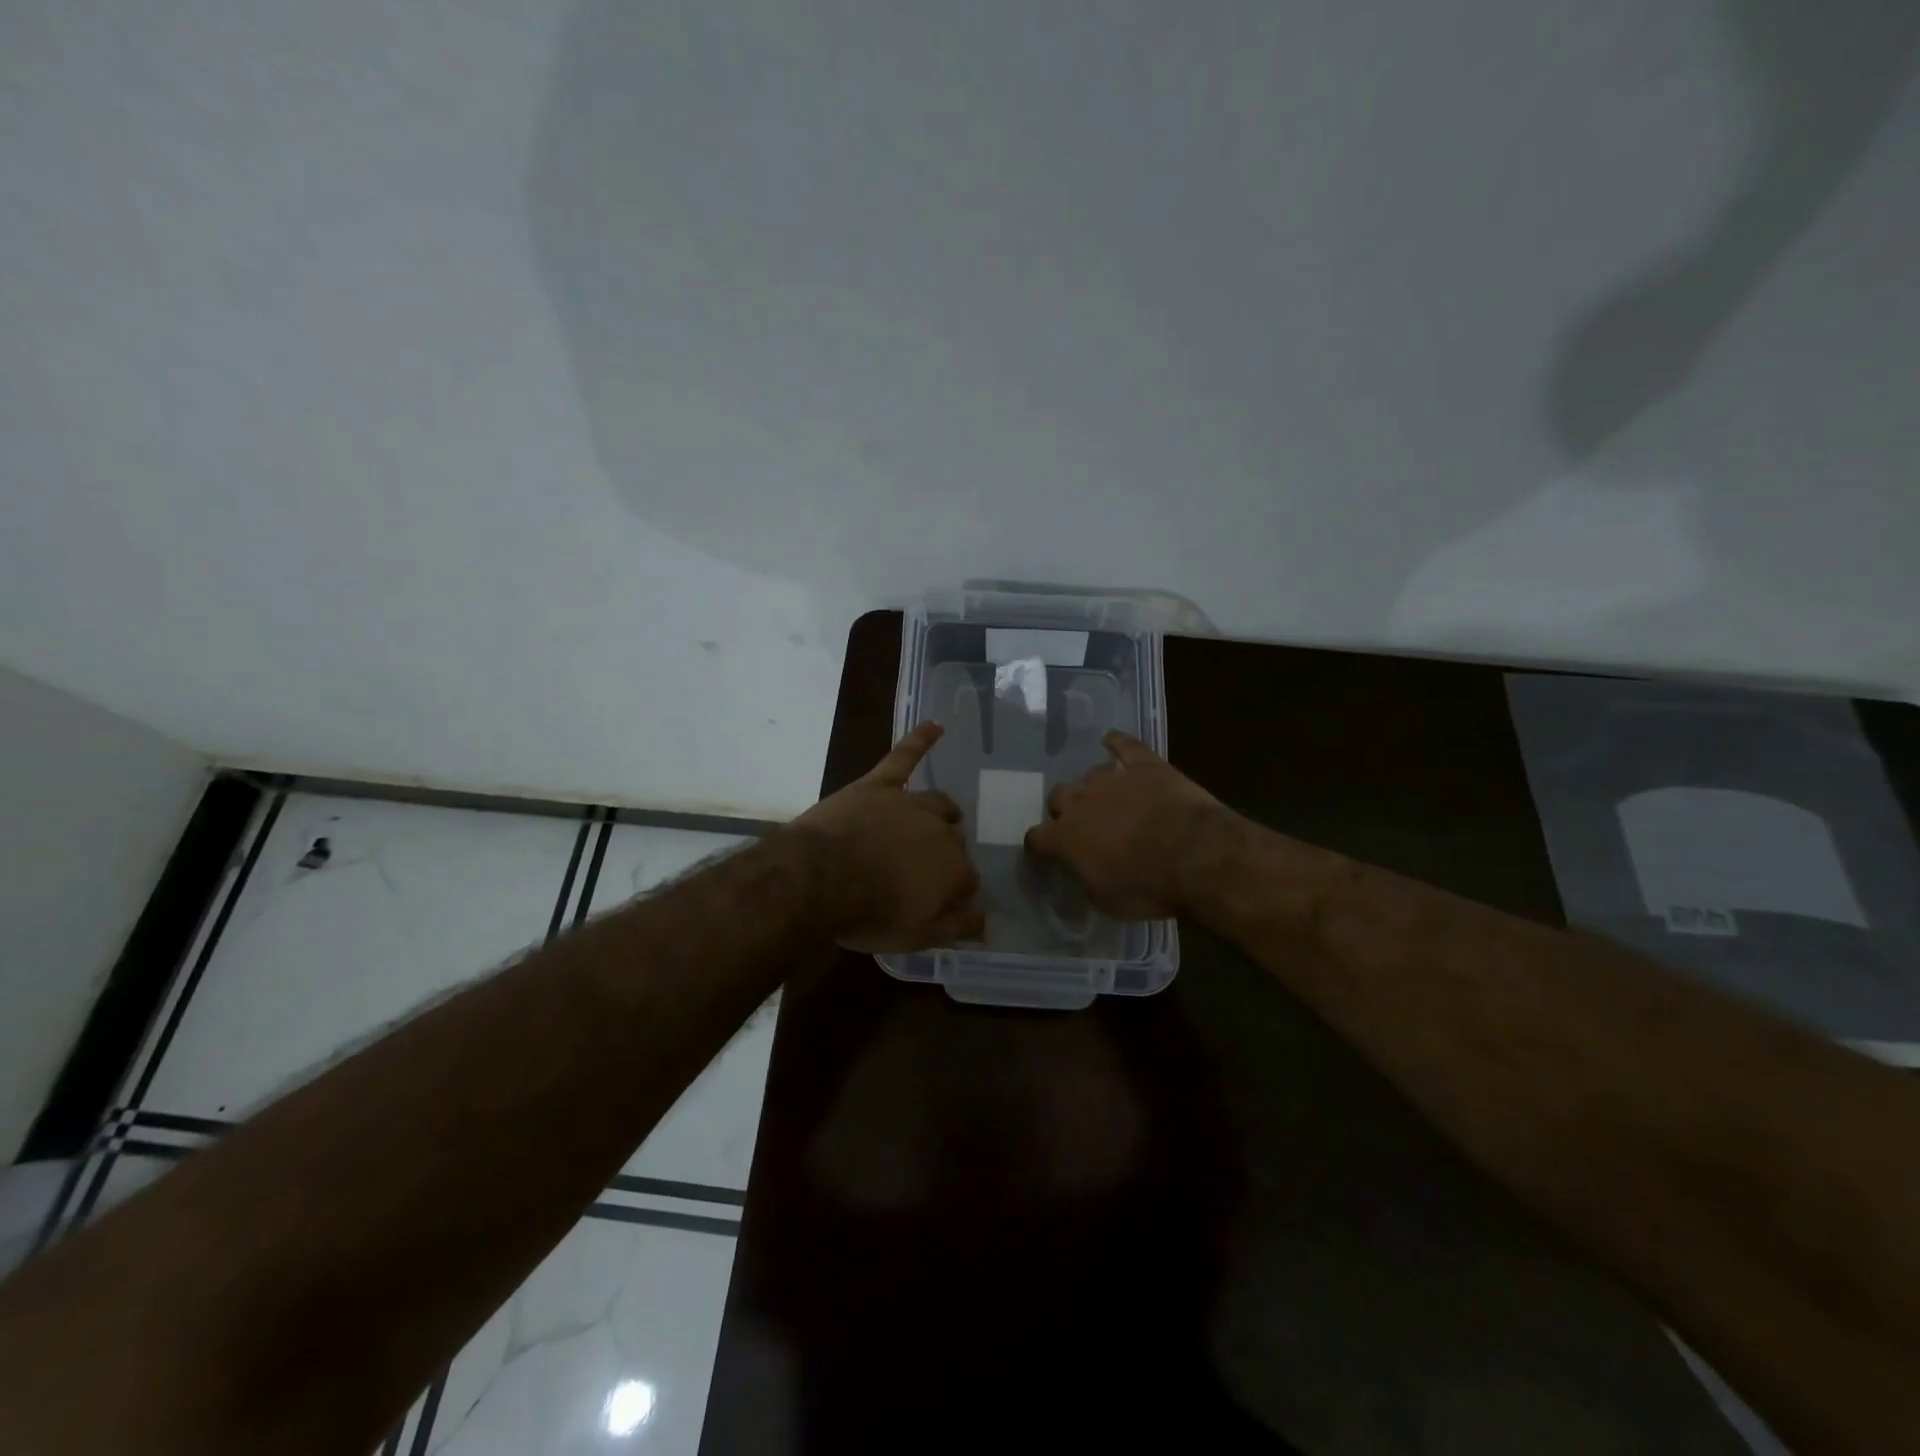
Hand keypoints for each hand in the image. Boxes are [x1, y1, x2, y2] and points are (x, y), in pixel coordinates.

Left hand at [794, 722, 983, 952]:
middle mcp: (941, 832)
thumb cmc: (869, 912)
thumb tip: (989, 924)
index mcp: (953, 870)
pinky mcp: (880, 785)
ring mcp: (909, 804)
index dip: (956, 893)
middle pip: (954, 843)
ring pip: (937, 803)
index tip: (944, 903)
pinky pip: (904, 757)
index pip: (967, 881)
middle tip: (927, 871)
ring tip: (949, 815)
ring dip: (945, 811)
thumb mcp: (917, 936)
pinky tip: (936, 725)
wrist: (822, 878)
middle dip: (947, 857)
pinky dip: (920, 740)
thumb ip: (957, 928)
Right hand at [1024, 731, 1223, 918]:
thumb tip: (1083, 876)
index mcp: (1065, 837)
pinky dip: (1116, 743)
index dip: (1039, 846)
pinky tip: (1111, 740)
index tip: (1045, 853)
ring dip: (1094, 787)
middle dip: (1065, 809)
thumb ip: (1087, 882)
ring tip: (1108, 798)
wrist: (1194, 854)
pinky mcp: (1145, 765)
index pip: (1036, 838)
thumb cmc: (1147, 886)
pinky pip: (1125, 746)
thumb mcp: (1108, 901)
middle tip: (1083, 825)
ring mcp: (1112, 779)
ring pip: (1090, 775)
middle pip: (1058, 796)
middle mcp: (1080, 801)